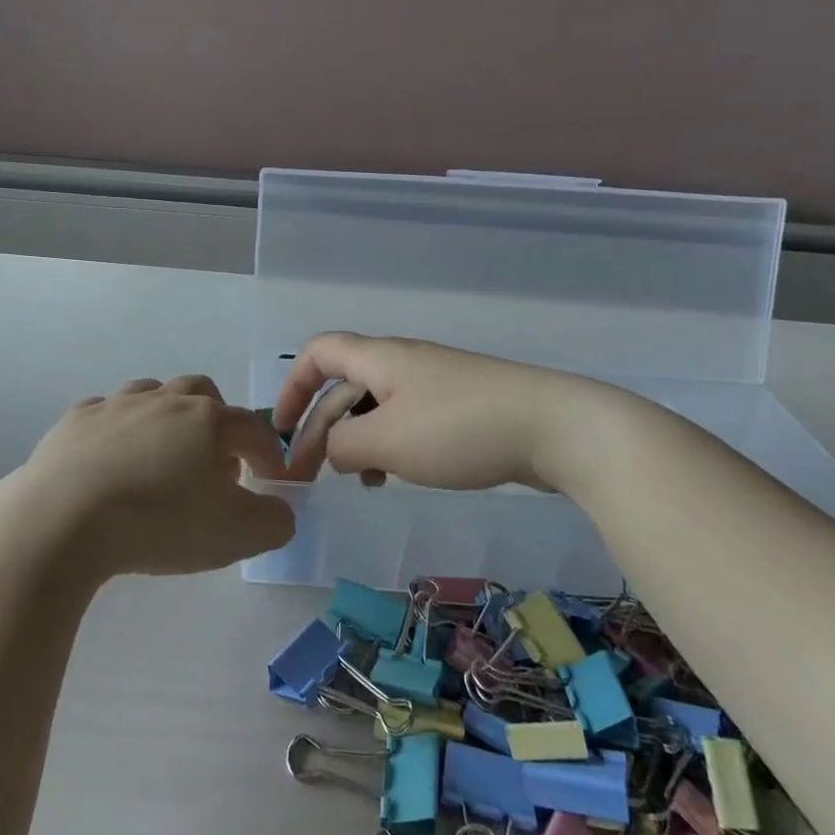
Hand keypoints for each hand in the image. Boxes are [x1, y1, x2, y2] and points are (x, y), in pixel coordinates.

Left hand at [6, 375, 292, 577]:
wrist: (63, 519)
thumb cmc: (160, 523)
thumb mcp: (237, 535)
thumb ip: (274, 521)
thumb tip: (277, 510)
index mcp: (208, 420)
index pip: (253, 428)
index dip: (268, 454)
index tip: (269, 481)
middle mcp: (164, 400)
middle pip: (202, 393)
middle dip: (216, 422)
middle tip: (214, 464)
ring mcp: (115, 405)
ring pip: (152, 394)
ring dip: (167, 417)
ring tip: (163, 456)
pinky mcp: (74, 421)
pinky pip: (104, 413)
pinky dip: (117, 430)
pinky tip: (111, 459)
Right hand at [273, 334, 578, 492]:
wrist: (555, 428)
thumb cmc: (459, 429)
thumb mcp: (387, 440)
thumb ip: (343, 446)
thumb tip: (334, 451)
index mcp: (380, 359)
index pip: (318, 353)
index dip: (292, 386)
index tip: (279, 429)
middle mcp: (403, 364)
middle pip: (344, 387)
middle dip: (320, 428)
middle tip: (307, 476)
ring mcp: (435, 385)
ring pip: (376, 408)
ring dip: (355, 441)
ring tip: (355, 481)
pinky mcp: (461, 408)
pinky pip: (407, 422)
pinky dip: (389, 447)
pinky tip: (394, 478)